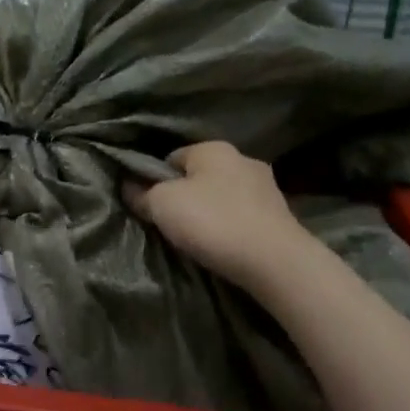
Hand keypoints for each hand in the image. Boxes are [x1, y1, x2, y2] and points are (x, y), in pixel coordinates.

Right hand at [123, 141, 303, 291]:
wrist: (275, 262)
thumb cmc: (212, 222)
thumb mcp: (162, 205)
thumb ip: (141, 193)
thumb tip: (128, 185)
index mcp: (213, 148)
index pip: (171, 158)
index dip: (156, 181)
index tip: (150, 206)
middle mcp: (242, 159)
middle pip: (200, 176)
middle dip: (186, 196)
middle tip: (171, 224)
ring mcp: (266, 187)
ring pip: (224, 196)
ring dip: (211, 212)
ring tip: (199, 239)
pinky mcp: (281, 215)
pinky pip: (243, 216)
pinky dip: (231, 227)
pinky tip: (225, 246)